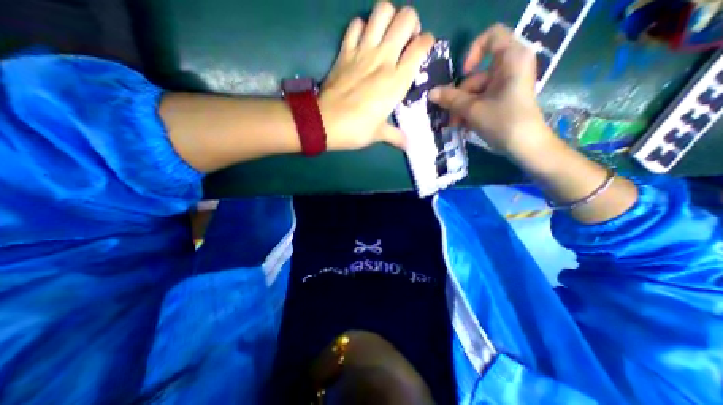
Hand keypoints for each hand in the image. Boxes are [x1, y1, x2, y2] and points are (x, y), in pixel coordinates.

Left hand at [322, 2, 434, 149]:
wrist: (325, 123)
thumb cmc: (356, 130)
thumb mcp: (379, 134)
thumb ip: (396, 137)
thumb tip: (409, 146)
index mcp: (397, 81)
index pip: (421, 46)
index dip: (427, 42)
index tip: (423, 49)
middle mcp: (384, 59)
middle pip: (406, 18)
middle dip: (411, 23)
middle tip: (406, 39)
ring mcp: (363, 51)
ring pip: (382, 11)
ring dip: (388, 17)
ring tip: (387, 34)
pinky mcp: (345, 51)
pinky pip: (355, 25)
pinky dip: (361, 27)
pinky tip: (363, 41)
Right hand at [425, 23, 551, 156]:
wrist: (524, 145)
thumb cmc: (502, 121)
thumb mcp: (472, 109)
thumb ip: (450, 99)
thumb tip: (431, 93)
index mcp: (511, 59)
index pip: (491, 37)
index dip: (472, 52)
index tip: (462, 73)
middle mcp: (511, 67)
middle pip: (476, 74)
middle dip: (460, 97)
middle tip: (449, 114)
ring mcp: (507, 85)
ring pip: (476, 91)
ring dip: (462, 108)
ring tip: (456, 125)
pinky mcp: (504, 99)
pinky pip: (482, 100)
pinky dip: (471, 111)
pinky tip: (464, 125)